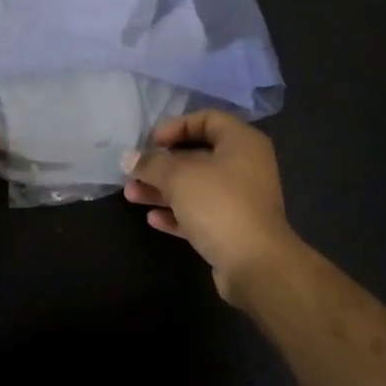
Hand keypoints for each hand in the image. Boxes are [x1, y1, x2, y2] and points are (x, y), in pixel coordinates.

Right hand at [122, 111, 301, 303]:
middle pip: (198, 156)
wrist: (256, 266)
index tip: (152, 141)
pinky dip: (178, 214)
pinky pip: (201, 213)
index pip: (207, 119)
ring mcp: (241, 200)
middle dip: (162, 164)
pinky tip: (153, 219)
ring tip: (131, 195)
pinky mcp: (234, 229)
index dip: (177, 126)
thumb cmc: (219, 205)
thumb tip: (128, 157)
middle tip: (134, 171)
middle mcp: (245, 166)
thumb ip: (151, 164)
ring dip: (163, 190)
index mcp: (241, 143)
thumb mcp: (179, 177)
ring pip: (196, 187)